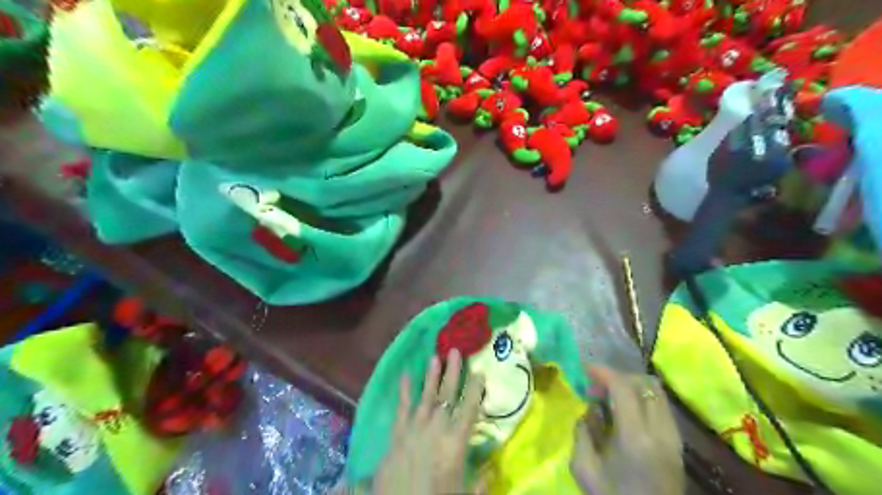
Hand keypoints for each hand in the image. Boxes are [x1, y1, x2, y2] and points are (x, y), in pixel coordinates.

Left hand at [369, 348, 484, 494]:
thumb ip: (479, 483)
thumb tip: (491, 470)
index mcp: (455, 443)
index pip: (469, 409)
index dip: (475, 389)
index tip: (480, 372)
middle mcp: (436, 429)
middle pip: (447, 395)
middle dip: (452, 372)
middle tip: (456, 350)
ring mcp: (414, 429)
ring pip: (426, 396)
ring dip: (431, 376)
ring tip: (435, 357)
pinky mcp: (397, 435)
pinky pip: (402, 408)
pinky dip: (404, 391)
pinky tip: (406, 375)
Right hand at [569, 368, 684, 493]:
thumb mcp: (584, 468)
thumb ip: (582, 431)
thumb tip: (590, 410)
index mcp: (636, 437)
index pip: (624, 387)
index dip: (603, 372)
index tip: (585, 369)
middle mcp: (661, 430)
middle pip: (644, 383)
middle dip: (617, 376)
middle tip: (596, 386)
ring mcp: (673, 436)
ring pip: (656, 391)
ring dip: (631, 386)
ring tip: (610, 397)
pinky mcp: (677, 442)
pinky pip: (660, 405)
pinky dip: (641, 398)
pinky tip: (625, 412)